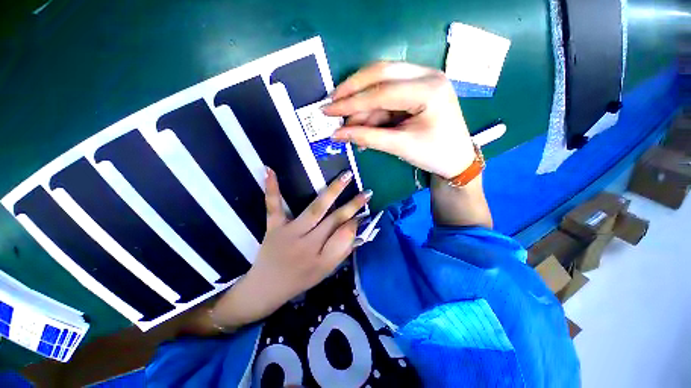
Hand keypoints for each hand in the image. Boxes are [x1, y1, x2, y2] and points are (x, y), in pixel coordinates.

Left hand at [209, 168, 370, 330]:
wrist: (266, 288)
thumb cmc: (300, 280)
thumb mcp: (325, 271)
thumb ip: (341, 251)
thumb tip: (356, 229)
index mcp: (321, 258)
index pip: (345, 236)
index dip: (356, 223)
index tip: (365, 213)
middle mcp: (307, 244)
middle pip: (334, 220)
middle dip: (352, 205)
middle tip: (367, 192)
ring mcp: (288, 232)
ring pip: (314, 209)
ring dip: (332, 192)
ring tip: (346, 176)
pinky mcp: (273, 226)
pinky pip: (273, 206)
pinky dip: (272, 189)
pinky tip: (271, 170)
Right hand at [323, 61, 474, 179]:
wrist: (457, 160)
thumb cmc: (434, 154)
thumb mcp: (400, 147)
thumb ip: (367, 137)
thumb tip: (336, 134)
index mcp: (428, 90)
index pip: (381, 91)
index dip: (351, 102)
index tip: (327, 110)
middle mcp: (426, 75)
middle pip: (380, 73)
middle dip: (352, 90)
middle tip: (331, 104)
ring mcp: (421, 80)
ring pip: (381, 84)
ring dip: (361, 106)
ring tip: (345, 125)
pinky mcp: (415, 90)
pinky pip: (386, 96)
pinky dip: (371, 111)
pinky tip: (361, 125)